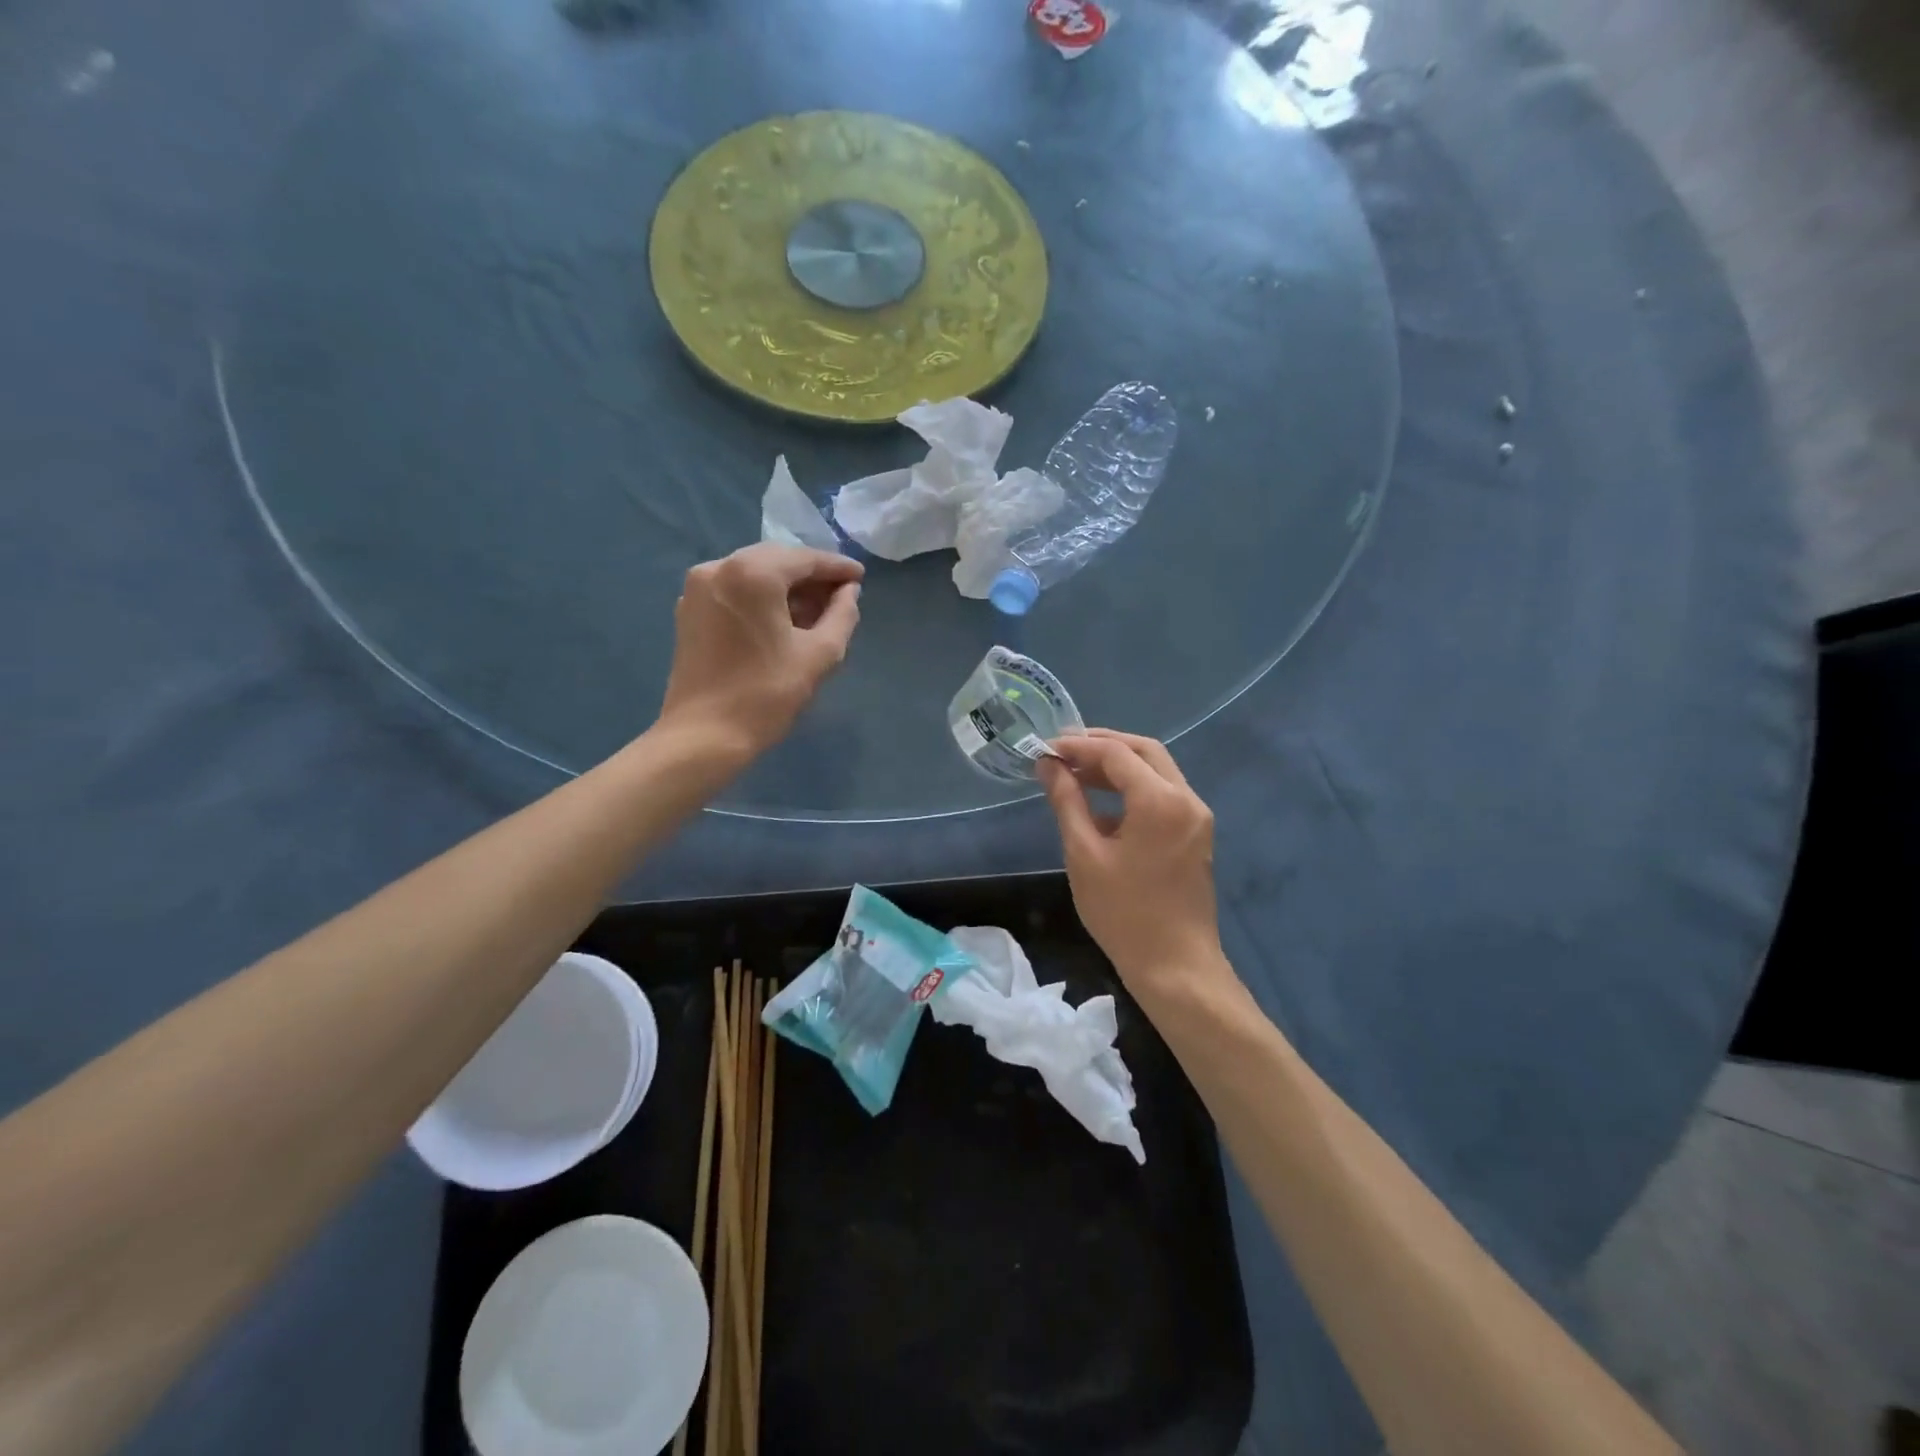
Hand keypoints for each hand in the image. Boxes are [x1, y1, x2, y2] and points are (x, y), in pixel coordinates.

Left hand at [658, 544, 862, 759]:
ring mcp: (698, 588)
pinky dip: (761, 598)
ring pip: (753, 574)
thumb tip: (849, 591)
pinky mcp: (689, 611)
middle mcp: (719, 567)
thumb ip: (842, 614)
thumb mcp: (820, 654)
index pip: (805, 559)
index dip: (837, 568)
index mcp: (752, 573)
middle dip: (810, 575)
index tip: (860, 577)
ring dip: (786, 587)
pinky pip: (734, 591)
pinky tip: (782, 620)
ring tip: (816, 611)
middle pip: (776, 560)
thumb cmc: (767, 694)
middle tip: (841, 594)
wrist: (704, 736)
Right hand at [1038, 730, 1230, 999]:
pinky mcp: (1196, 834)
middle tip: (1063, 751)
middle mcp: (1186, 798)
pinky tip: (1101, 805)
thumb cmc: (1124, 913)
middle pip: (1144, 751)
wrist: (1176, 966)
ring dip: (1118, 766)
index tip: (1045, 749)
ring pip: (1156, 771)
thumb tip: (1048, 764)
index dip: (1078, 746)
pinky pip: (1164, 794)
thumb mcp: (1084, 854)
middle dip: (1102, 746)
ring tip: (1076, 773)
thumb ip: (1067, 801)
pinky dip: (1133, 788)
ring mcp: (1196, 816)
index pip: (1116, 753)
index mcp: (1160, 800)